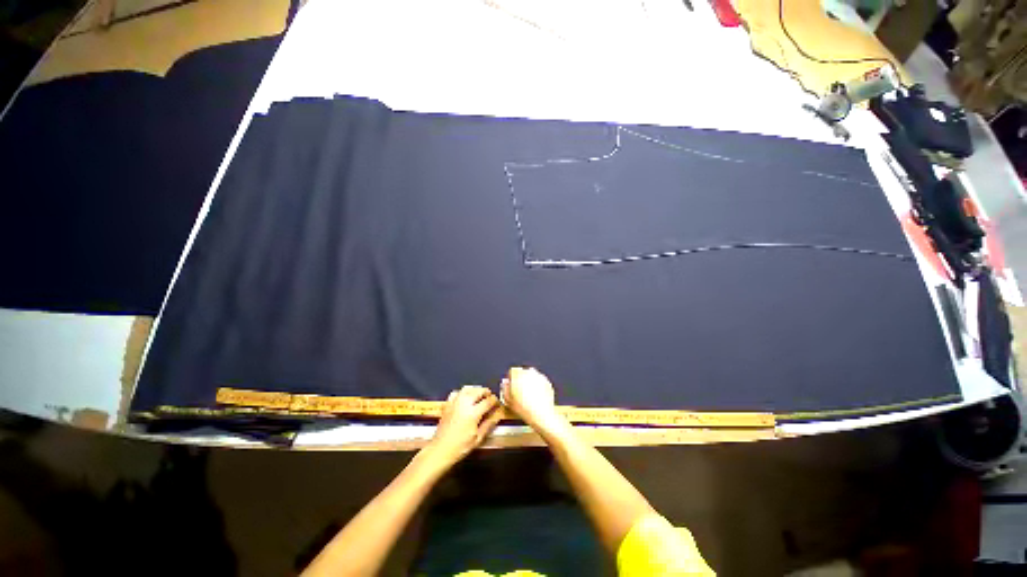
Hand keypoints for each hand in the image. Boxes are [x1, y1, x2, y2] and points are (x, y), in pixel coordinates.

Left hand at [424, 386, 502, 467]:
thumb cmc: (461, 446)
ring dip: (475, 390)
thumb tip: (497, 415)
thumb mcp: (478, 438)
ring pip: (468, 389)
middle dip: (486, 393)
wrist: (440, 450)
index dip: (495, 401)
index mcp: (473, 412)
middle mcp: (464, 403)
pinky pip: (457, 392)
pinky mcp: (448, 404)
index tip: (497, 404)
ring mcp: (455, 402)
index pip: (488, 401)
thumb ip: (488, 424)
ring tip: (479, 396)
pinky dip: (463, 393)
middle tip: (490, 398)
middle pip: (478, 391)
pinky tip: (465, 398)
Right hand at [500, 367, 562, 430]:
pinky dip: (537, 385)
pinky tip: (535, 396)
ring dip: (528, 382)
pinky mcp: (547, 382)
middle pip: (522, 372)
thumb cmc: (525, 409)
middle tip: (518, 390)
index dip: (510, 379)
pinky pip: (539, 381)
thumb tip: (505, 384)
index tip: (510, 385)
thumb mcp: (508, 401)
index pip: (512, 371)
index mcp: (518, 375)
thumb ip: (505, 389)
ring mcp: (539, 376)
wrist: (541, 415)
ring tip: (527, 394)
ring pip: (531, 376)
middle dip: (520, 379)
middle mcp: (529, 373)